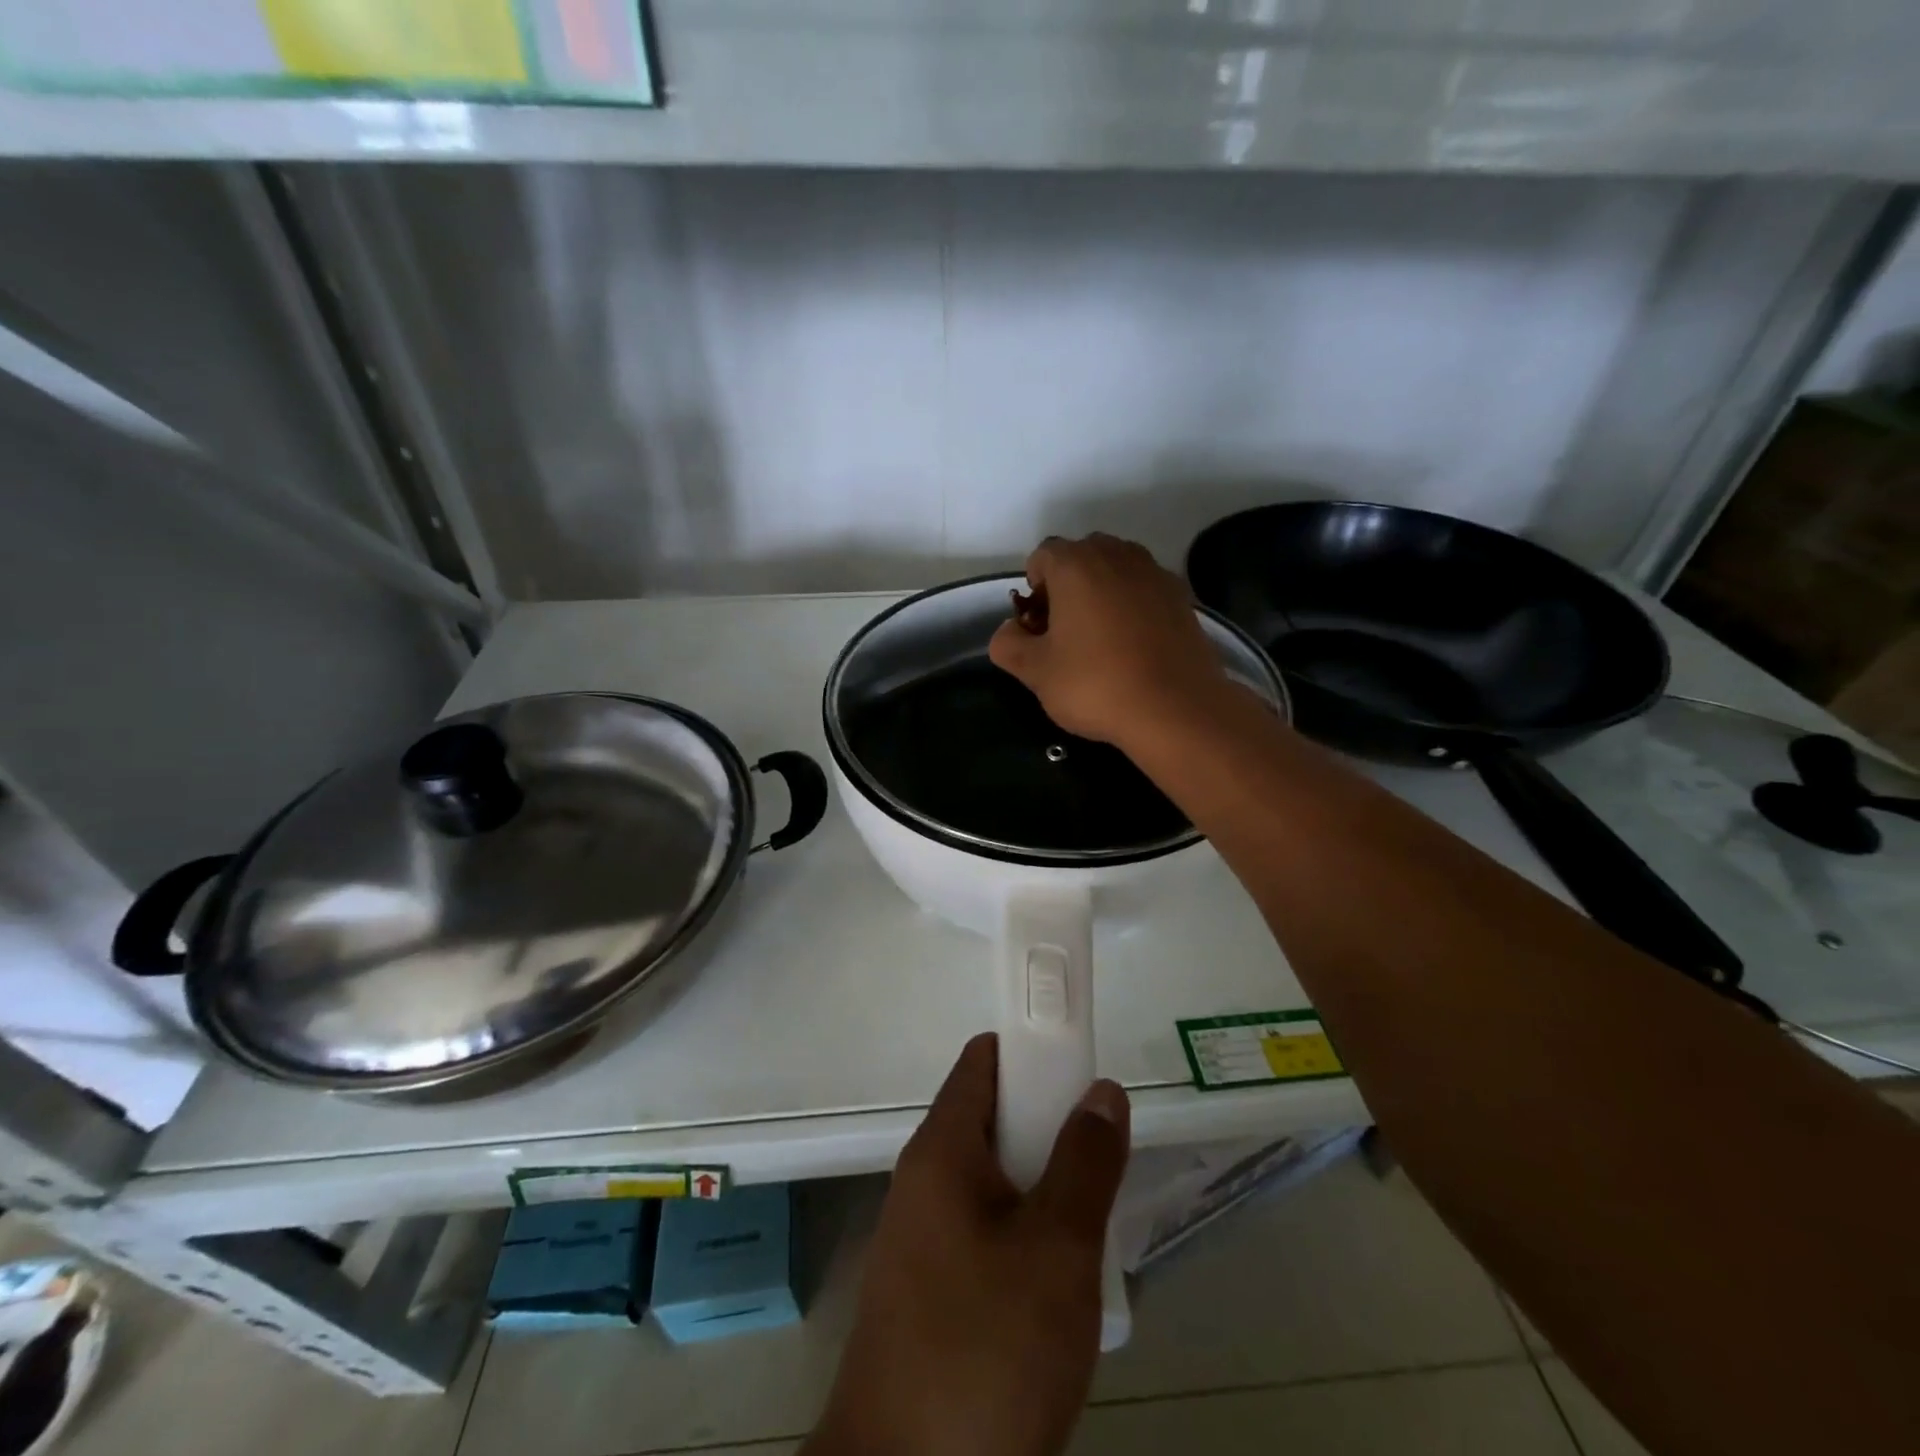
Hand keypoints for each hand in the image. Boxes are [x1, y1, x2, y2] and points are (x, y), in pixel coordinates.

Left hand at [805, 1034, 1129, 1455]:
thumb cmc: (984, 1349)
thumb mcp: (1056, 1251)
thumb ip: (1086, 1163)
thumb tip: (1102, 1090)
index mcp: (943, 1150)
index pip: (985, 1060)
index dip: (1034, 1048)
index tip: (1083, 1063)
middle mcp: (923, 1180)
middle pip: (992, 1119)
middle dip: (1049, 1127)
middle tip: (1102, 1158)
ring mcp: (921, 1238)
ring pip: (993, 1181)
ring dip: (1042, 1188)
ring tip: (1090, 1223)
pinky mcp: (928, 1291)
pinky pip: (984, 1231)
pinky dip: (1023, 1233)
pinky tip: (1057, 1282)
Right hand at [988, 534, 1231, 748]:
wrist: (1176, 708)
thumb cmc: (1096, 684)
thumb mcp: (1035, 672)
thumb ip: (1008, 644)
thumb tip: (1010, 632)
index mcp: (1076, 564)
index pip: (1042, 556)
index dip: (1033, 589)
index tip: (1038, 626)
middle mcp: (1117, 555)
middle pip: (1081, 556)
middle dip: (1068, 586)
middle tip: (1065, 631)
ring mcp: (1155, 573)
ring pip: (1116, 570)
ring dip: (1102, 593)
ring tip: (1101, 639)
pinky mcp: (1182, 597)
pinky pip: (1145, 590)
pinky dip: (1133, 607)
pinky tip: (1134, 646)